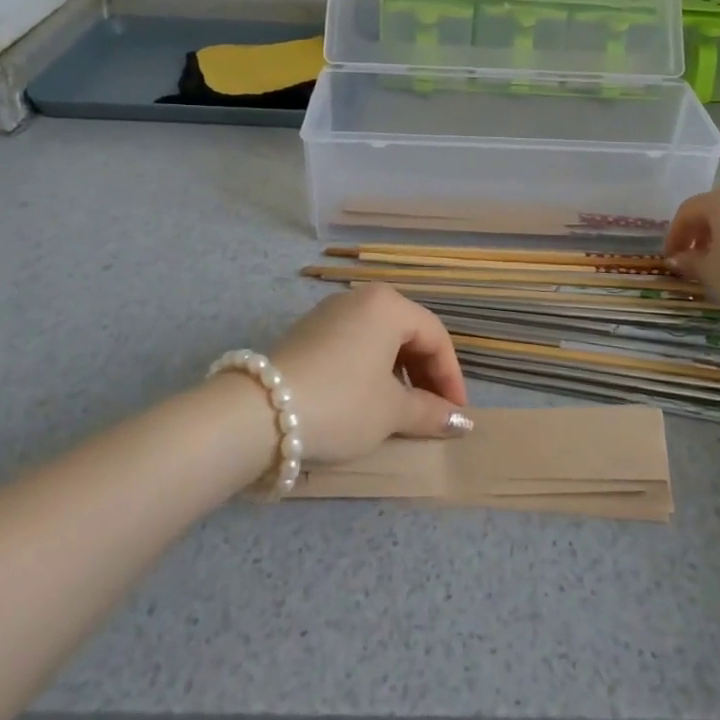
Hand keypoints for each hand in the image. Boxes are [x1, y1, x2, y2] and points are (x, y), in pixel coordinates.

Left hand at [267, 284, 471, 465]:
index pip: (435, 336)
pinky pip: (354, 344)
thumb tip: (461, 421)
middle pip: (407, 333)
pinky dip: (370, 369)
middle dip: (425, 374)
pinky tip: (365, 401)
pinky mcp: (307, 332)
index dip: (451, 377)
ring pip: (379, 339)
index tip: (456, 414)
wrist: (259, 412)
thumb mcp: (391, 412)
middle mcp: (360, 298)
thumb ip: (430, 412)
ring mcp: (329, 312)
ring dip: (398, 374)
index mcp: (388, 305)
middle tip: (432, 413)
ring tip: (401, 411)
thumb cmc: (341, 403)